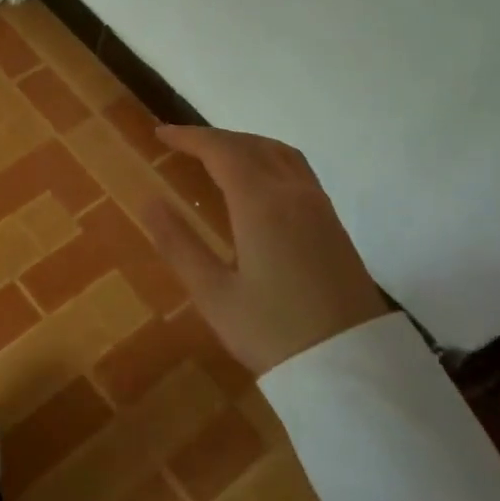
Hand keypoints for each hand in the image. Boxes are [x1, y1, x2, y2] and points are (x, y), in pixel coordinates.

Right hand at [142, 126, 389, 376]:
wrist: (351, 367)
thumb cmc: (272, 332)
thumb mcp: (213, 294)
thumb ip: (178, 243)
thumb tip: (148, 200)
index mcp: (261, 204)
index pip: (222, 150)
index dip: (189, 137)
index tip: (160, 134)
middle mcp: (293, 193)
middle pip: (251, 145)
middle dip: (214, 138)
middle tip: (181, 144)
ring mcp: (319, 207)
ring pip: (279, 153)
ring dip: (244, 144)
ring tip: (216, 156)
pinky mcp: (333, 224)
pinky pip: (296, 170)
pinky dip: (267, 158)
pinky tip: (257, 182)